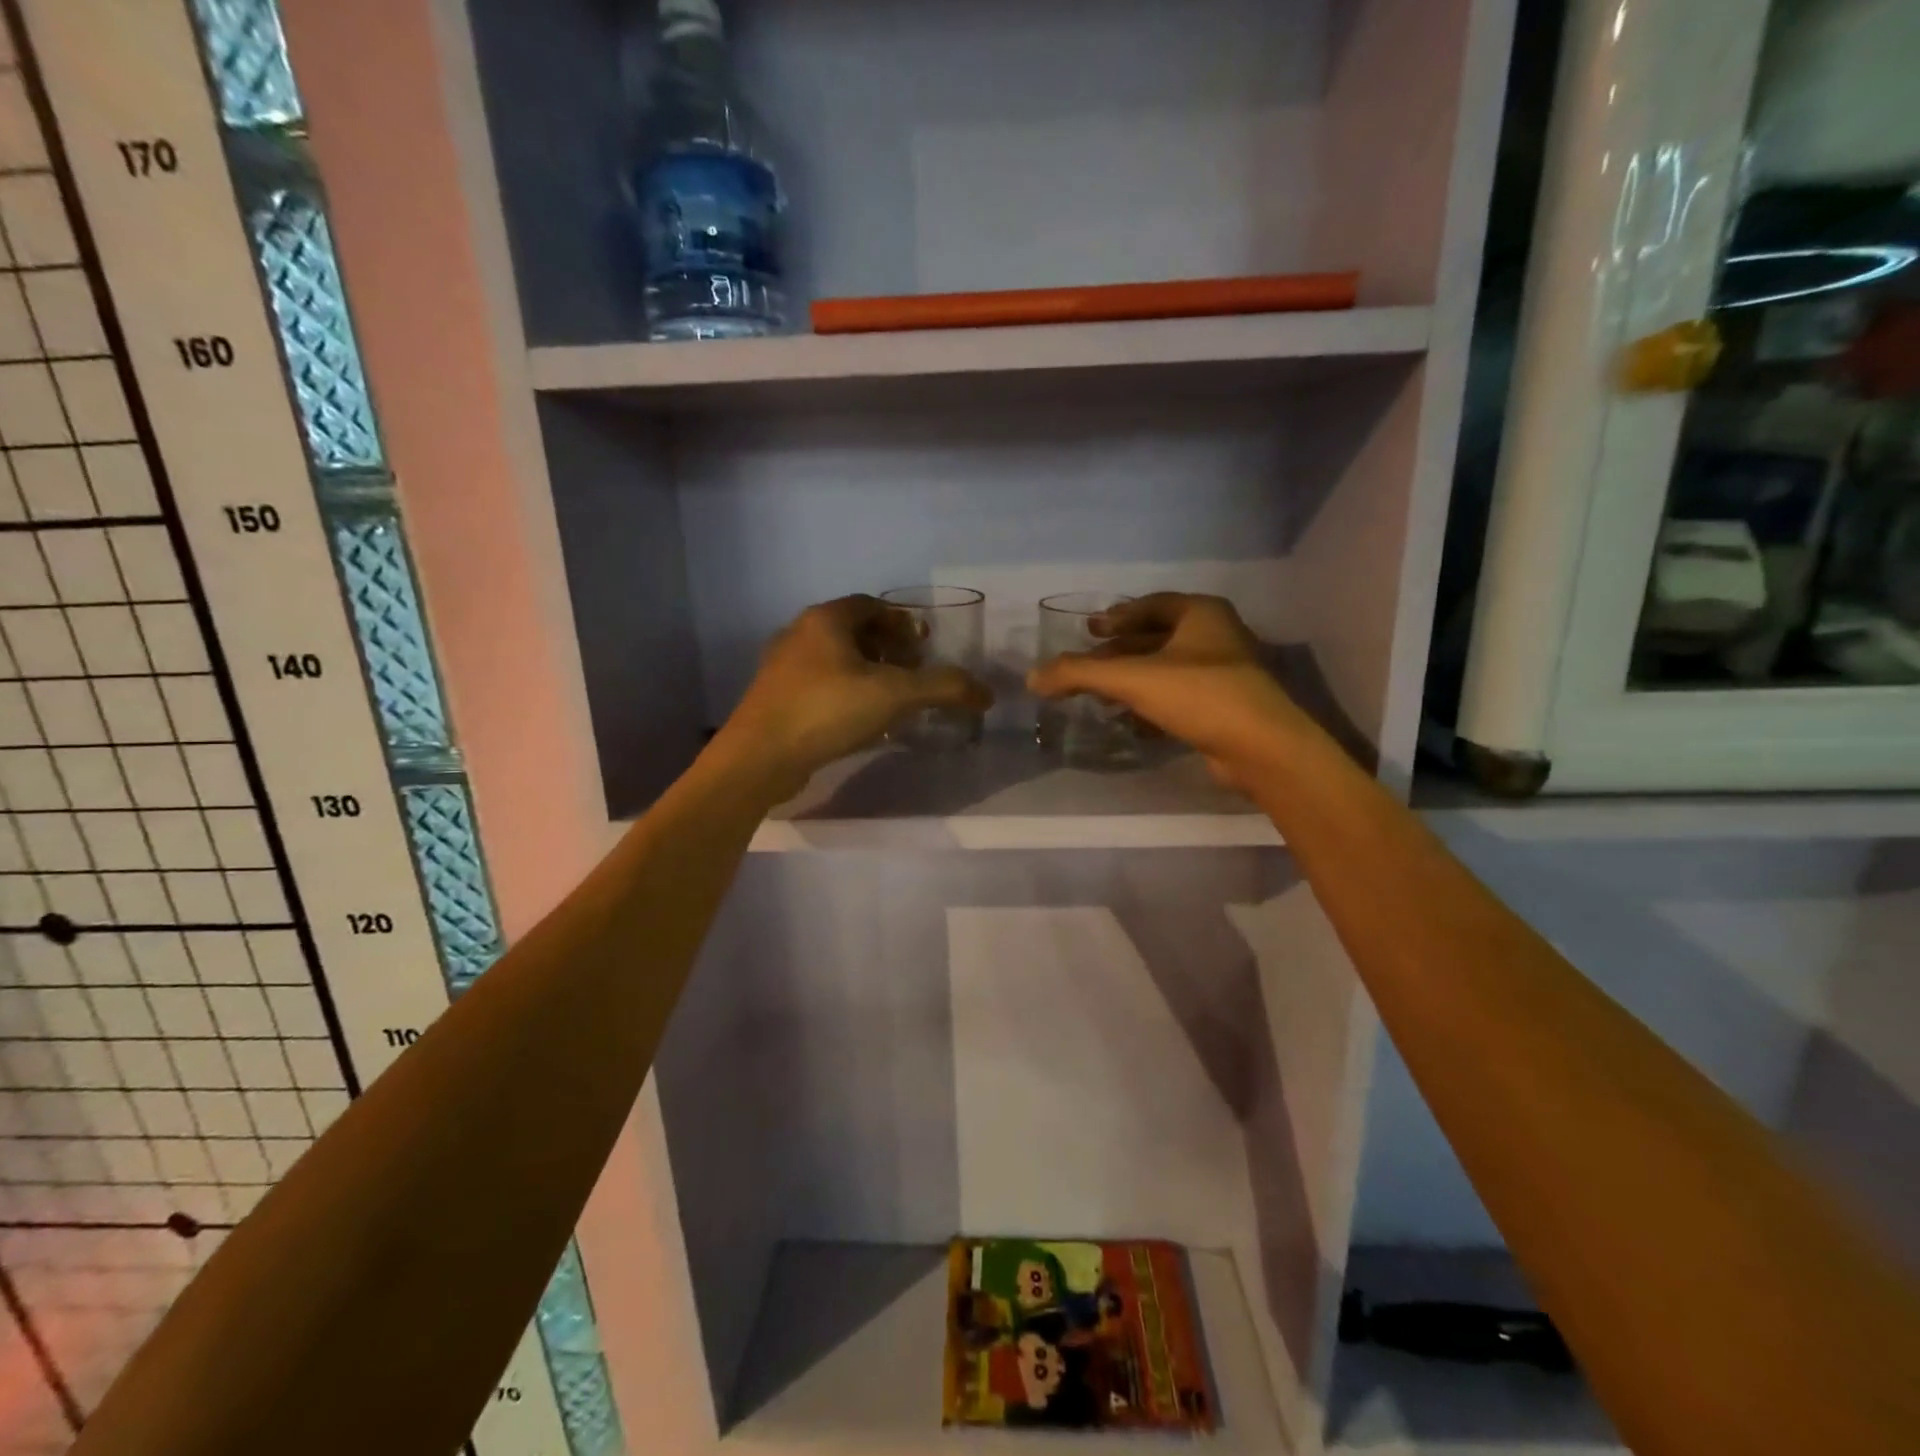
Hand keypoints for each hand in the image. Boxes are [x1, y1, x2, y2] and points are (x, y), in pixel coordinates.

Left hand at [716, 596, 991, 798]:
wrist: (759, 757)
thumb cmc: (826, 710)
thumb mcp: (894, 695)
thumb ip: (943, 687)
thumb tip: (986, 692)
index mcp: (825, 619)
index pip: (870, 605)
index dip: (901, 621)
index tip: (924, 644)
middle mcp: (800, 634)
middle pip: (853, 630)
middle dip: (887, 646)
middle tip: (913, 670)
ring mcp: (783, 668)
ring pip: (835, 659)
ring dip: (867, 671)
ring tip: (893, 697)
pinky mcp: (776, 699)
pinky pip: (821, 685)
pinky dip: (847, 692)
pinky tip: (862, 721)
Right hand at [1027, 593, 1312, 788]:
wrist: (1260, 748)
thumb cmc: (1199, 695)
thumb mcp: (1132, 678)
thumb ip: (1079, 673)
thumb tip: (1033, 678)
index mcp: (1201, 613)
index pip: (1150, 604)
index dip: (1116, 616)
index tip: (1090, 629)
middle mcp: (1216, 636)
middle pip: (1156, 637)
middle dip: (1120, 650)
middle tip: (1089, 662)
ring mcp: (1223, 673)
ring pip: (1166, 669)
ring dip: (1133, 679)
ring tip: (1101, 694)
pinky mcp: (1223, 707)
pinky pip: (1178, 696)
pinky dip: (1151, 703)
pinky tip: (1129, 720)